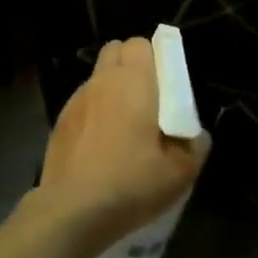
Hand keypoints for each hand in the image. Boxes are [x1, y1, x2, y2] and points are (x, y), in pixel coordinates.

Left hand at [33, 37, 210, 256]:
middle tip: (146, 99)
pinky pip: (82, 104)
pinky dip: (93, 113)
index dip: (153, 57)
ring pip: (97, 78)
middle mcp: (102, 81)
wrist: (71, 214)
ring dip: (111, 89)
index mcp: (133, 81)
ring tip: (122, 125)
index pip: (139, 44)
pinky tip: (99, 146)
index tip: (164, 83)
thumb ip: (195, 148)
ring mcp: (76, 101)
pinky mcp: (59, 124)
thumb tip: (198, 136)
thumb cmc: (130, 183)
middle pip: (115, 51)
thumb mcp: (178, 173)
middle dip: (130, 65)